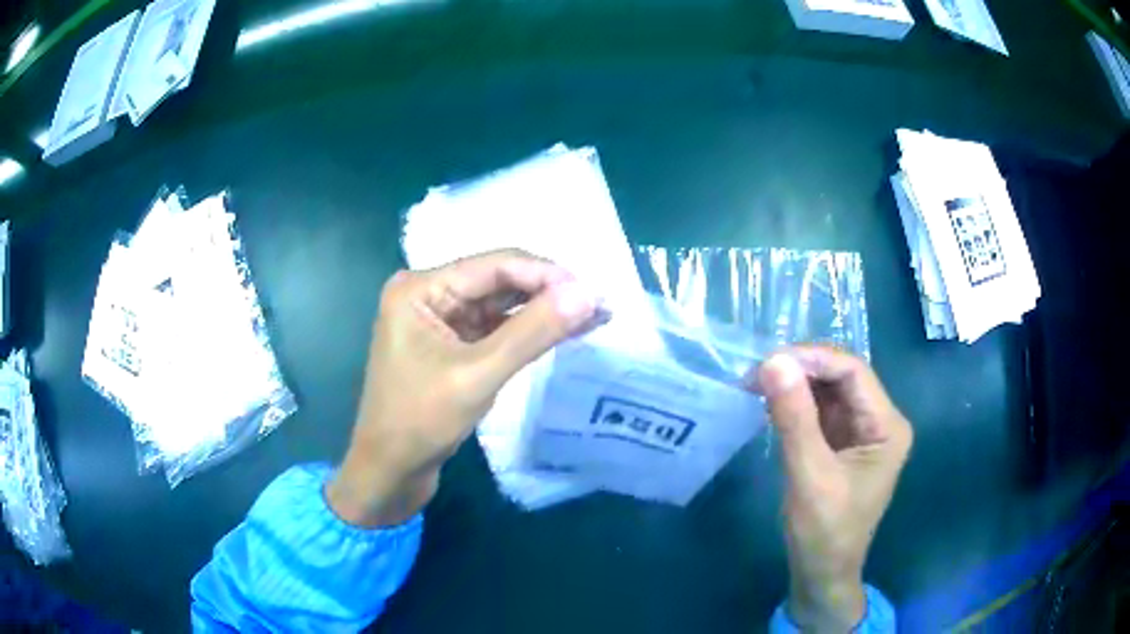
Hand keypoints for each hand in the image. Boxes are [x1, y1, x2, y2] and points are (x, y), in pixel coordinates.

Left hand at [326, 250, 602, 527]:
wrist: (389, 471)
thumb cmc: (421, 421)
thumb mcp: (479, 375)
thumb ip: (533, 331)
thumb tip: (587, 293)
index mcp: (420, 288)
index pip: (495, 266)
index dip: (547, 274)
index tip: (593, 293)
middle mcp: (428, 294)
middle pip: (498, 281)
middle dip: (549, 293)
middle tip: (599, 306)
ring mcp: (438, 320)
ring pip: (500, 305)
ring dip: (542, 312)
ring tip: (593, 317)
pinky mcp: (449, 344)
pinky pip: (494, 328)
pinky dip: (526, 332)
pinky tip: (561, 332)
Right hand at [754, 346, 911, 630]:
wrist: (821, 574)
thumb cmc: (823, 532)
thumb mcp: (809, 475)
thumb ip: (794, 418)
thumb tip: (772, 361)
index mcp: (887, 426)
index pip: (853, 372)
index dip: (813, 359)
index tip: (768, 361)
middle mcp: (880, 421)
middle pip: (842, 377)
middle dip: (802, 370)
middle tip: (756, 373)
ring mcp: (862, 432)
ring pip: (829, 391)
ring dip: (796, 384)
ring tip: (757, 383)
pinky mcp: (843, 443)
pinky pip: (820, 411)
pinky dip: (796, 403)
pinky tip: (771, 402)